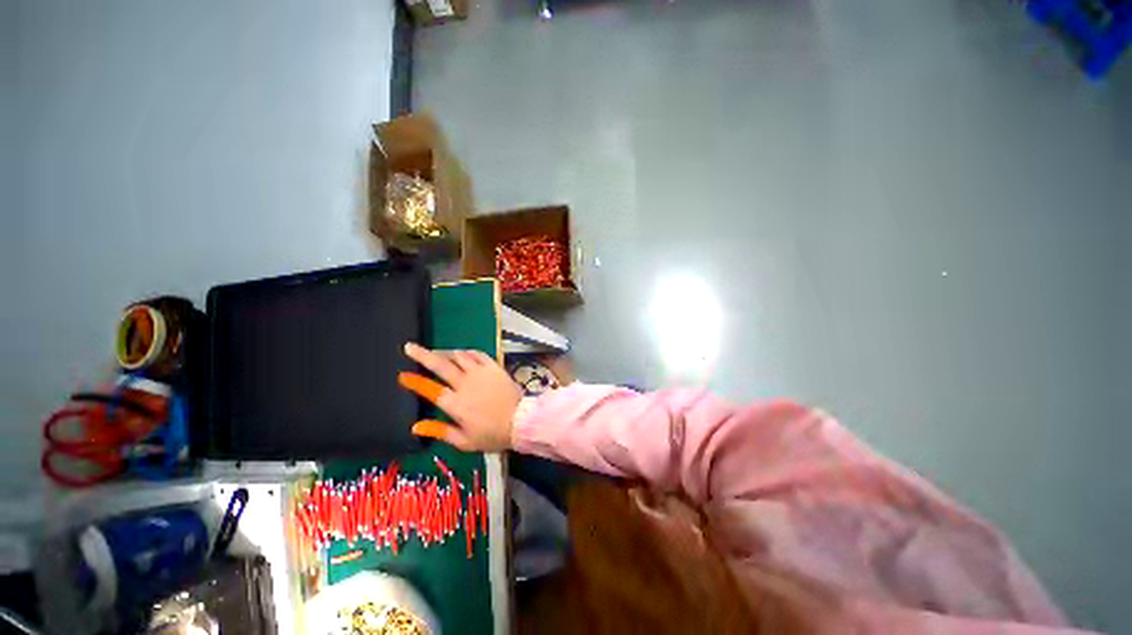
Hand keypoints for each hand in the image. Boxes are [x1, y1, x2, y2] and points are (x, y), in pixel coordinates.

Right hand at [398, 343, 521, 451]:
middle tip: (410, 347)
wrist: (521, 421)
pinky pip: (478, 354)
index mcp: (455, 403)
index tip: (402, 375)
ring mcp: (480, 373)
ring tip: (438, 353)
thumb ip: (440, 431)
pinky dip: (467, 352)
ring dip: (446, 353)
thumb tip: (415, 426)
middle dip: (422, 355)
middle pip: (440, 365)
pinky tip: (463, 353)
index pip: (430, 389)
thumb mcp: (464, 441)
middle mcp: (465, 384)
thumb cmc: (492, 434)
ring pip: (459, 356)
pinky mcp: (493, 367)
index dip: (415, 382)